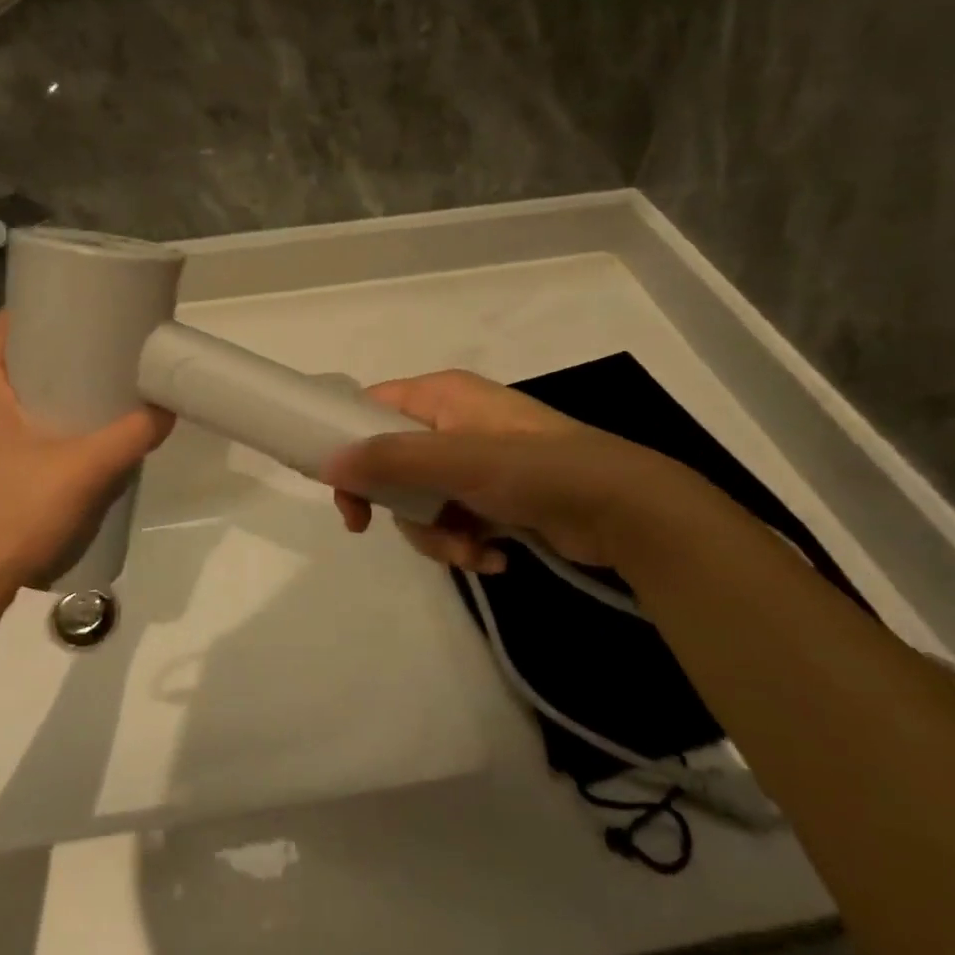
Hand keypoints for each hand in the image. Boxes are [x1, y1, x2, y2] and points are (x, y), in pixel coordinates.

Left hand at [0, 313, 173, 603]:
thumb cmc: (16, 512)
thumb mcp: (86, 470)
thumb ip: (131, 436)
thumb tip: (166, 409)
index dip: (21, 317)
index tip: (61, 316)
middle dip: (34, 360)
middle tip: (81, 362)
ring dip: (25, 402)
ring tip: (72, 410)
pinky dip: (16, 438)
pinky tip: (50, 461)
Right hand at [324, 370, 677, 573]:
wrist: (627, 509)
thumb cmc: (535, 468)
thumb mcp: (455, 459)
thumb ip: (388, 459)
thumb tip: (328, 466)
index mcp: (441, 396)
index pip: (371, 408)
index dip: (349, 444)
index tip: (342, 488)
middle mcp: (453, 423)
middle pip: (391, 463)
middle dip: (397, 505)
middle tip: (375, 528)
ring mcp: (476, 464)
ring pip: (421, 502)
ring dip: (436, 534)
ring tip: (470, 550)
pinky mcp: (496, 499)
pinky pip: (454, 522)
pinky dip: (466, 544)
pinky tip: (495, 559)